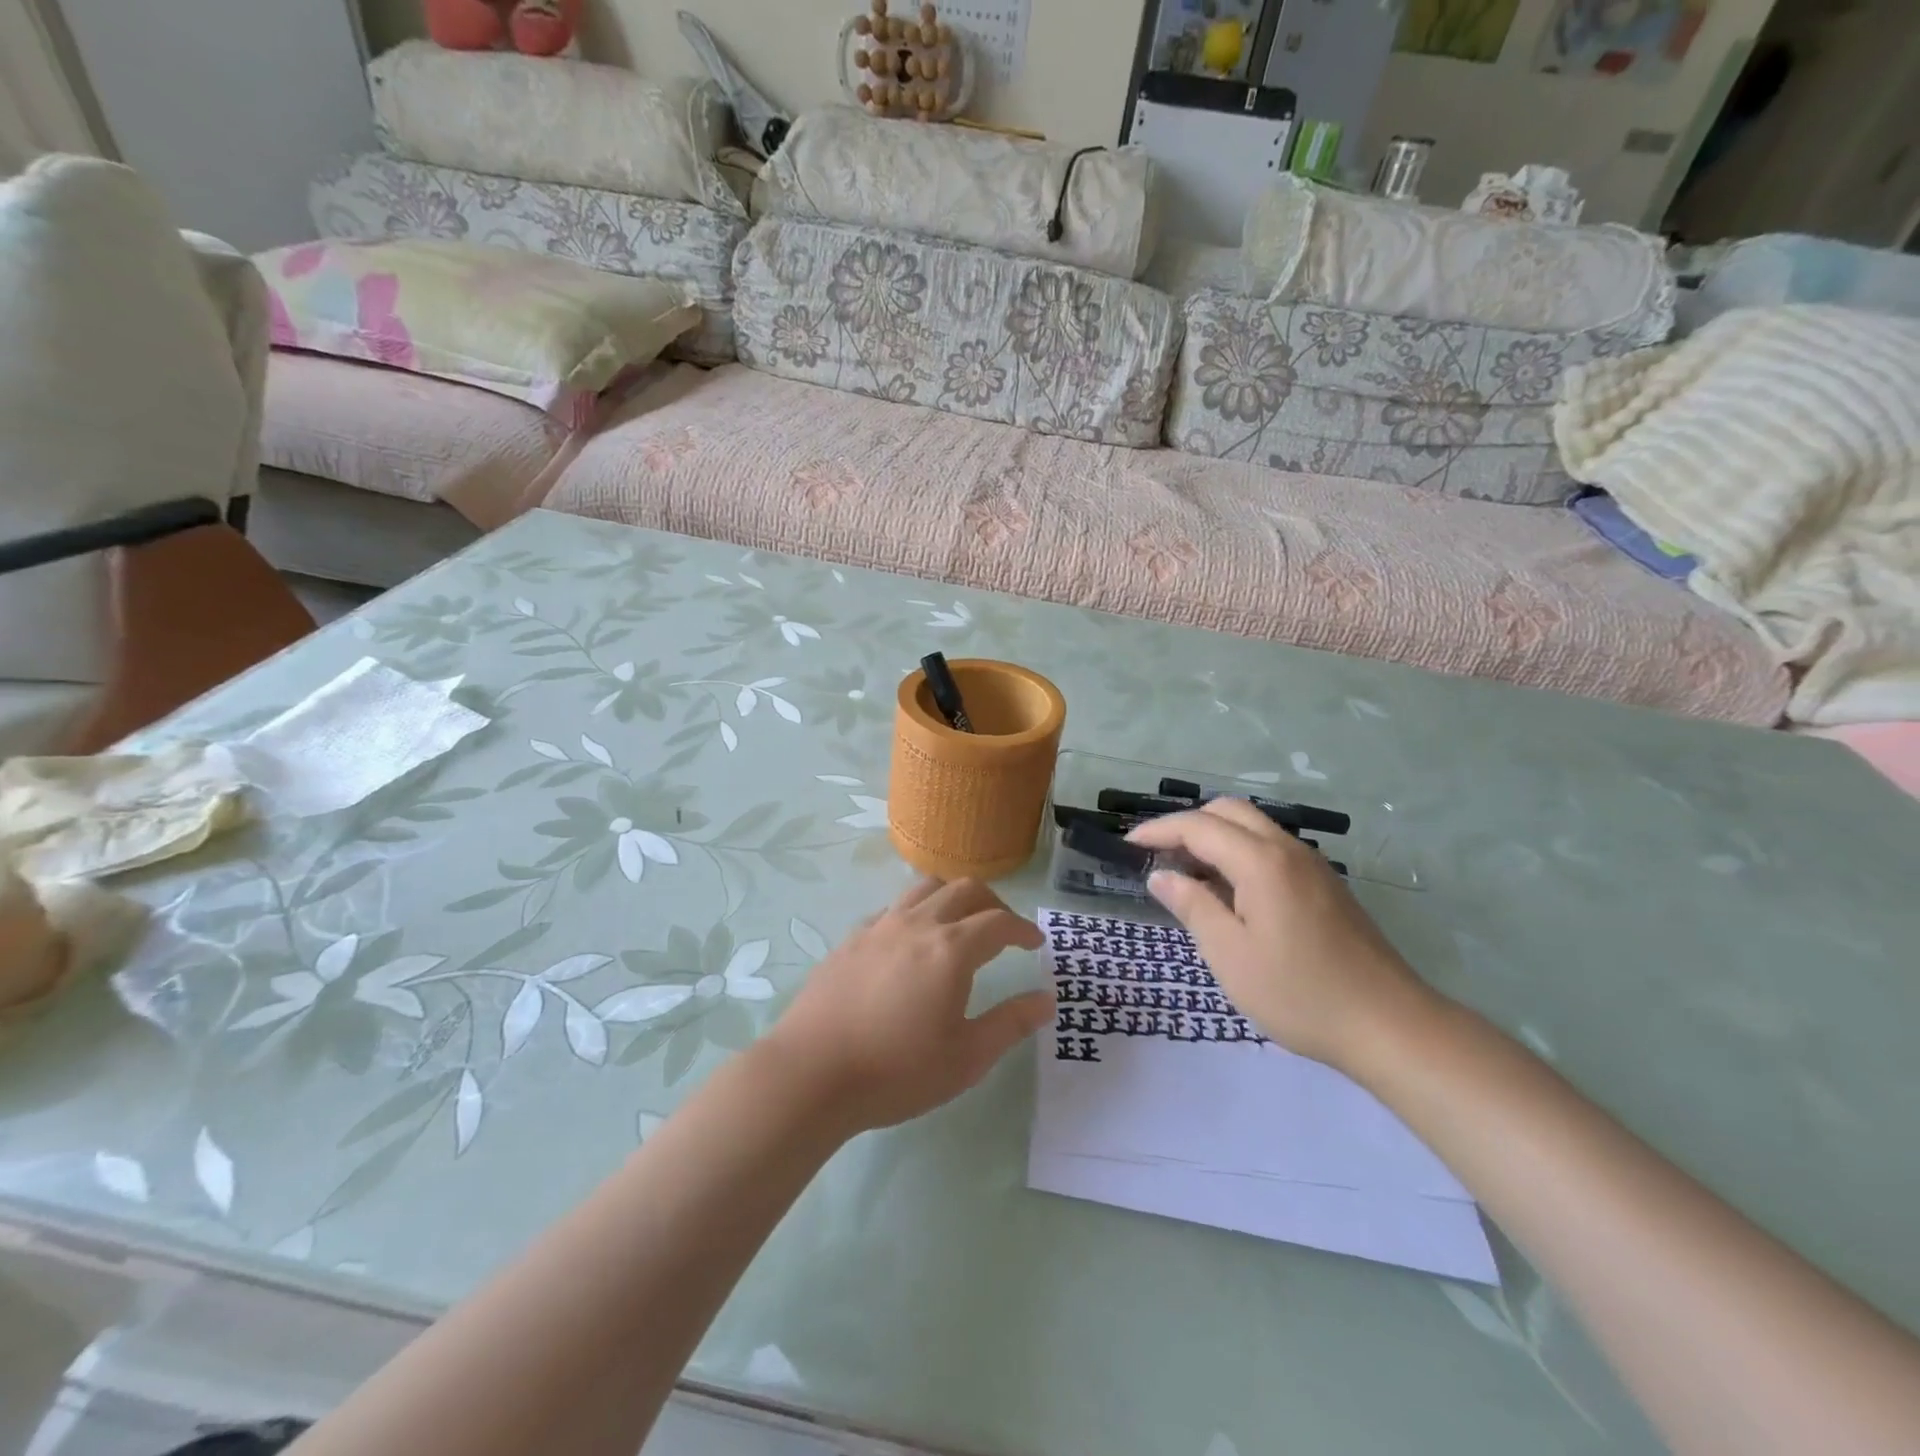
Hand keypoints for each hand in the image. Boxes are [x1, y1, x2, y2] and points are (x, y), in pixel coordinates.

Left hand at [762, 878, 1053, 1132]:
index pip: (999, 921)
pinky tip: (910, 943)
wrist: (811, 1073)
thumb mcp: (966, 1058)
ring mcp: (880, 926)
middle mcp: (918, 924)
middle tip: (1004, 928)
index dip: (1022, 928)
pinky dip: (915, 912)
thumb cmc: (897, 1070)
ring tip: (959, 923)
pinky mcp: (851, 938)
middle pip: (964, 889)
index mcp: (952, 949)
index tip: (1034, 942)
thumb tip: (1047, 1000)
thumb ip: (1011, 1024)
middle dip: (993, 903)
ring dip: (952, 897)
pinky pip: (892, 908)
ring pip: (925, 888)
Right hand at [1127, 799, 1438, 1072]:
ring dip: (1214, 837)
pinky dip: (1239, 853)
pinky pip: (1271, 849)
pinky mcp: (1325, 885)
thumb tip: (1161, 876)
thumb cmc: (1300, 994)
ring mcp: (1312, 866)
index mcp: (1261, 862)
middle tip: (1158, 857)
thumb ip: (1192, 906)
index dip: (1158, 831)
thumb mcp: (1230, 956)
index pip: (1198, 826)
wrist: (1390, 1026)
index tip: (1128, 846)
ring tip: (1187, 874)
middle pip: (1228, 811)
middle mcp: (1288, 850)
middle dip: (1187, 824)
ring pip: (1253, 827)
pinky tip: (1229, 892)